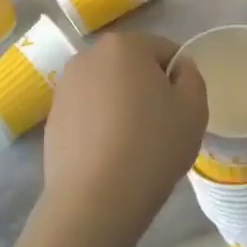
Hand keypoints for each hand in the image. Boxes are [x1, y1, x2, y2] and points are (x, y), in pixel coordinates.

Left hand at [40, 33, 206, 246]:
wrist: (95, 200)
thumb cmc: (152, 146)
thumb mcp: (194, 109)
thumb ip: (192, 77)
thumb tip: (179, 68)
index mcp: (124, 46)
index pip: (164, 50)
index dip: (179, 77)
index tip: (182, 108)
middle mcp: (88, 57)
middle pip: (131, 65)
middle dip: (147, 87)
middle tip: (161, 125)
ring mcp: (64, 88)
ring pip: (107, 89)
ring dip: (122, 105)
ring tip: (133, 144)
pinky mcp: (52, 119)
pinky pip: (87, 113)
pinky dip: (101, 125)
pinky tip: (110, 155)